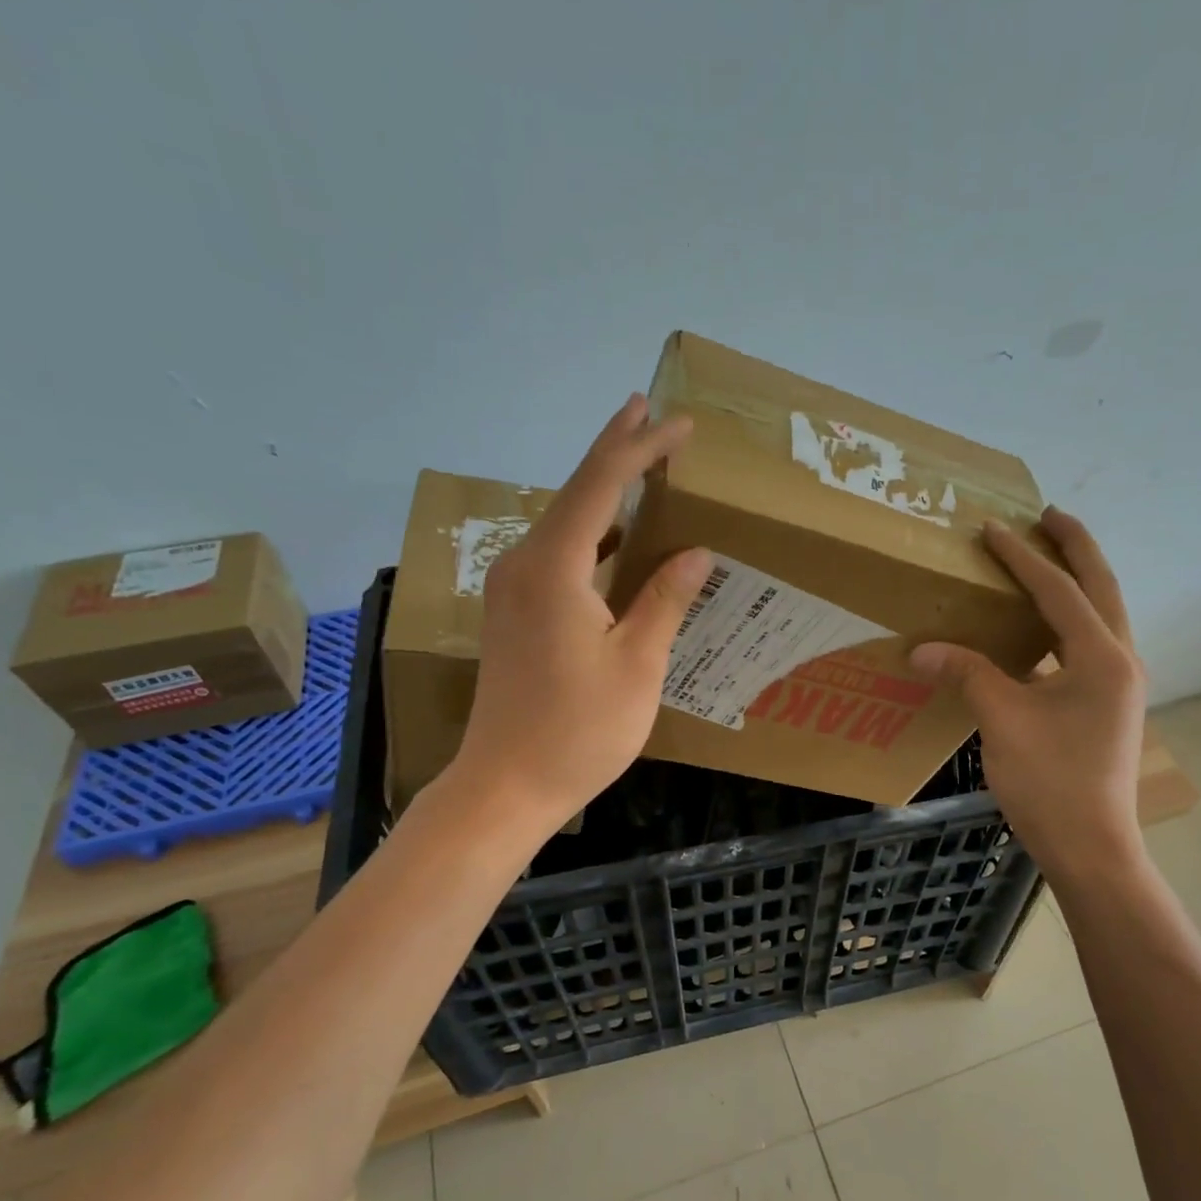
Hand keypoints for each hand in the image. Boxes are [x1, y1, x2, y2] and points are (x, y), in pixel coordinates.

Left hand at [437, 395, 712, 838]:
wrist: (505, 785)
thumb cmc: (579, 730)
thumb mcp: (637, 664)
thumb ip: (665, 599)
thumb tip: (695, 552)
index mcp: (555, 568)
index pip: (601, 486)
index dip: (640, 448)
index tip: (677, 422)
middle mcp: (523, 565)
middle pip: (574, 493)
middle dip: (615, 453)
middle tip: (649, 415)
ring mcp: (511, 589)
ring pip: (563, 523)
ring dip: (601, 494)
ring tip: (639, 467)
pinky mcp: (511, 613)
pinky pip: (555, 554)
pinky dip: (589, 536)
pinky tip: (614, 541)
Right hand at [911, 509, 1147, 883]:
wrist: (1090, 846)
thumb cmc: (1050, 782)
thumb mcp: (1002, 721)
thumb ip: (966, 674)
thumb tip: (920, 649)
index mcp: (1102, 658)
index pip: (1059, 592)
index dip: (1022, 558)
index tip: (992, 529)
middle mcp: (1120, 661)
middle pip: (1101, 588)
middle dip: (1076, 548)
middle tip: (1048, 515)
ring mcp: (1119, 685)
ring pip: (1100, 616)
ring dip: (1077, 582)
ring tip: (1048, 557)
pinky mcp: (1108, 705)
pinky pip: (1089, 644)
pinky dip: (1068, 621)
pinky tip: (1042, 626)